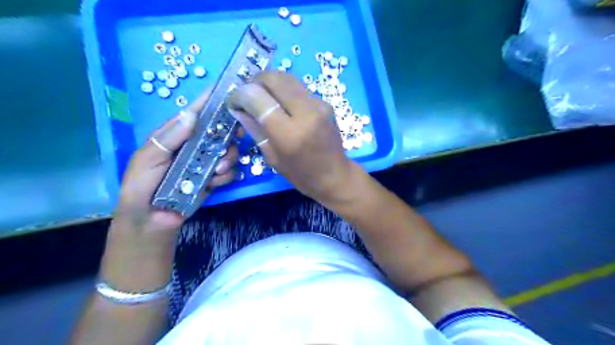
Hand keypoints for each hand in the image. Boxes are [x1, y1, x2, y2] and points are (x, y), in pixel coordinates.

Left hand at [101, 92, 237, 290]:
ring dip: (227, 159)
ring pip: (230, 151)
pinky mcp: (215, 179)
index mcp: (177, 136)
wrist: (152, 220)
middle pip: (220, 131)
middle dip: (229, 134)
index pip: (196, 113)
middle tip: (234, 137)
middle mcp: (195, 146)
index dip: (211, 101)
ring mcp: (207, 163)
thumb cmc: (142, 187)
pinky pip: (230, 171)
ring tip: (215, 170)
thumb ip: (169, 137)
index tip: (229, 91)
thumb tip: (192, 114)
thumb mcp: (148, 159)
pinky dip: (226, 175)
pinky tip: (214, 182)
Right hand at [228, 69, 357, 202]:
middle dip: (254, 81)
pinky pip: (298, 87)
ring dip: (269, 83)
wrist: (336, 175)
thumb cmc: (302, 174)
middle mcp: (306, 112)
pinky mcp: (325, 102)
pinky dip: (283, 90)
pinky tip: (280, 103)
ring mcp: (319, 104)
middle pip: (273, 78)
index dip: (240, 94)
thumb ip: (254, 129)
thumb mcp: (272, 157)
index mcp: (289, 133)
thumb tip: (238, 108)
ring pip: (287, 77)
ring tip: (262, 97)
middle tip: (247, 95)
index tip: (233, 102)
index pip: (257, 97)